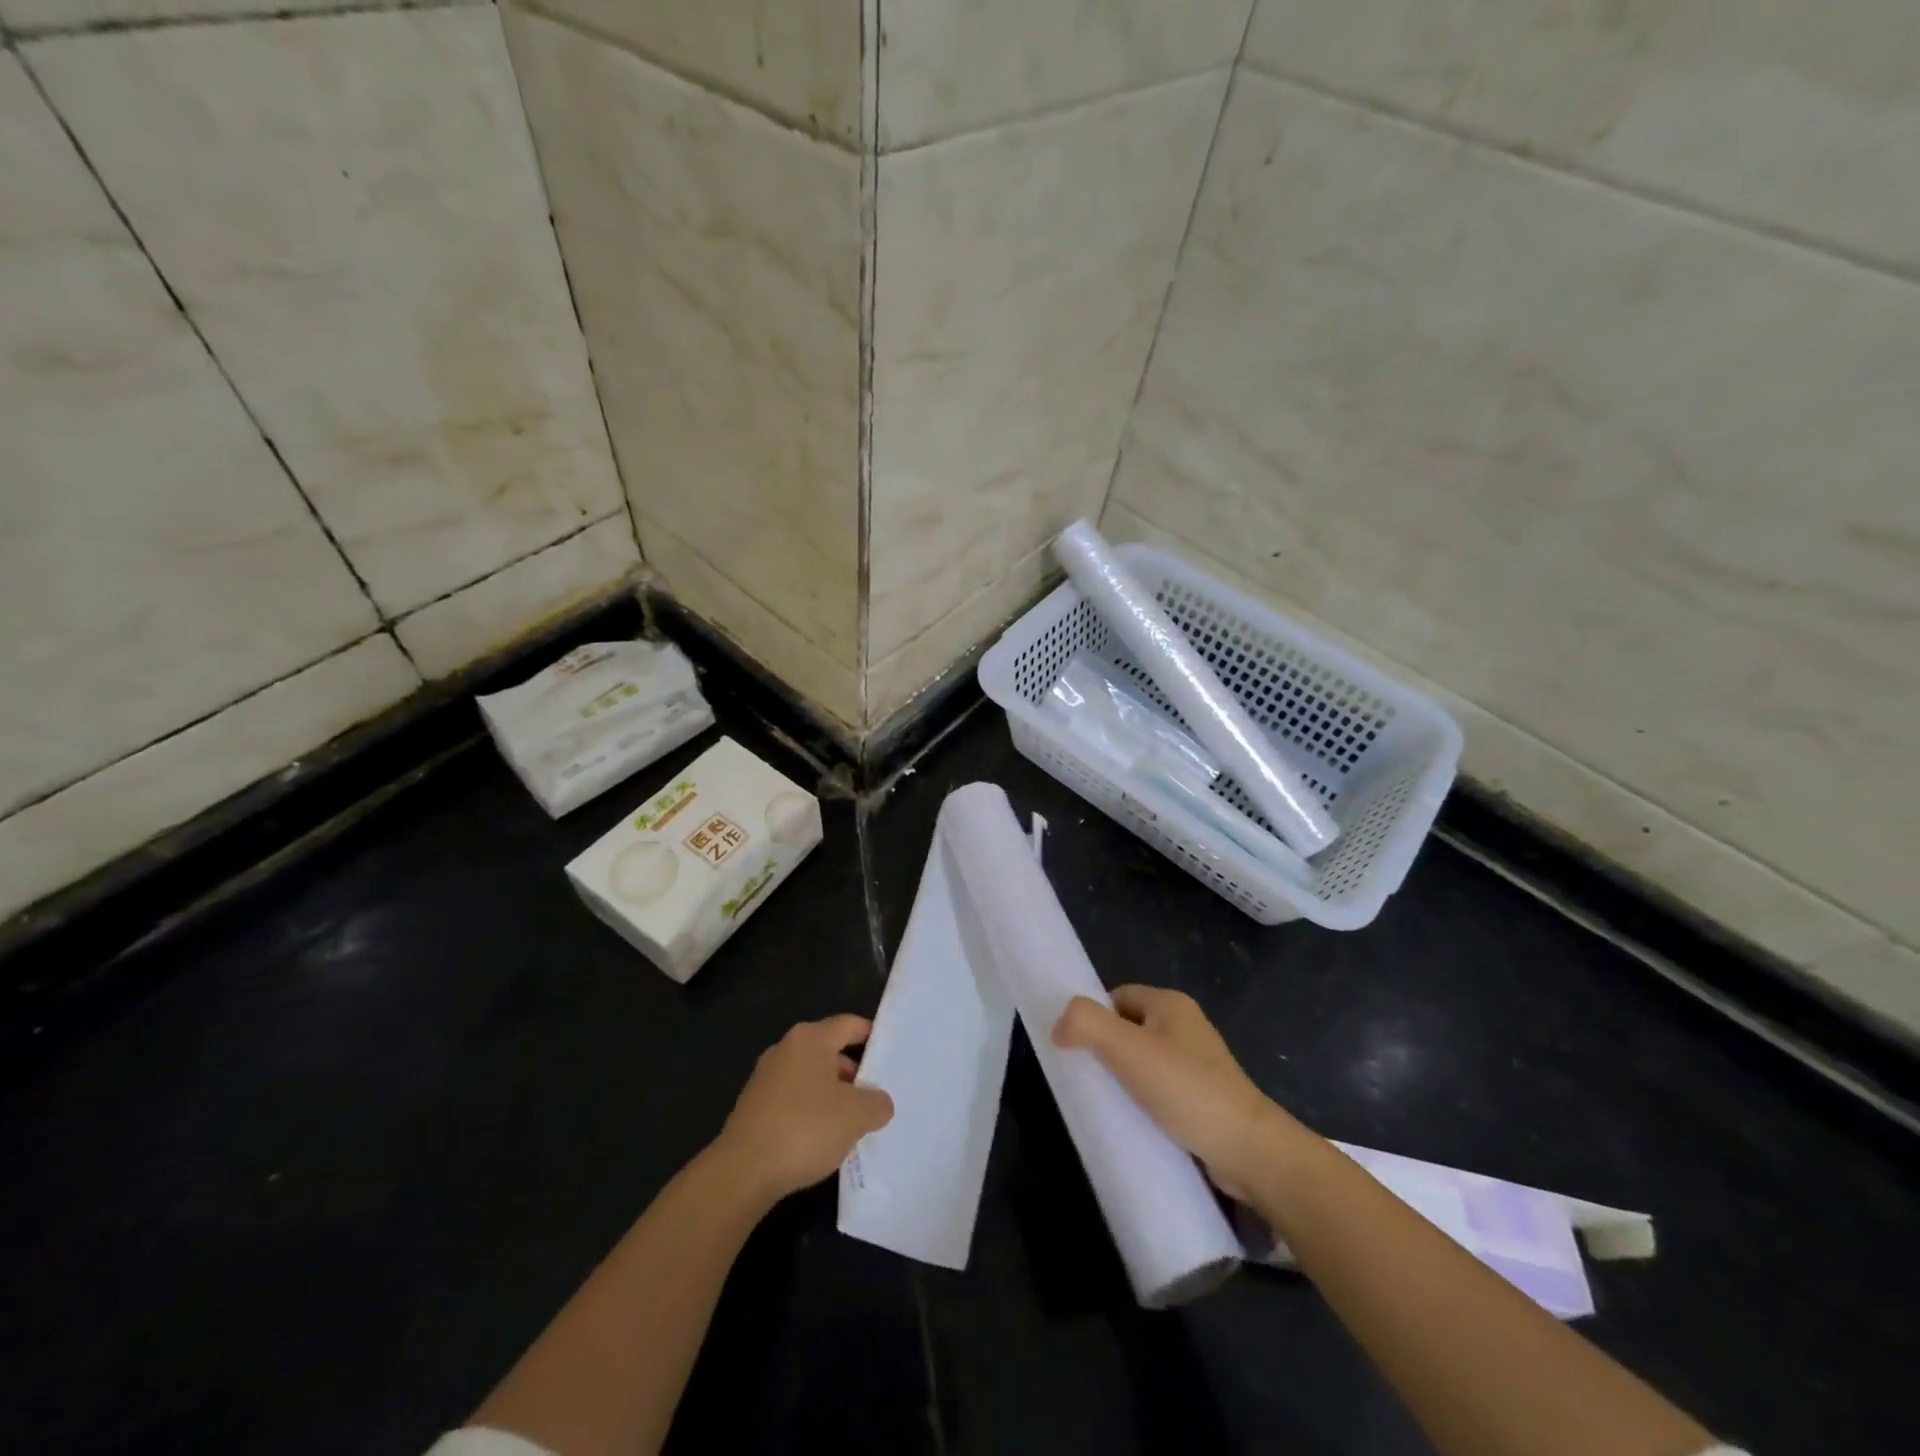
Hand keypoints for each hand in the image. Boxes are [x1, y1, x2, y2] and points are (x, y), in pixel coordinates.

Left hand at [711, 1014, 893, 1208]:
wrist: (742, 1173)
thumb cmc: (805, 1128)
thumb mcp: (857, 1116)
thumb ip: (877, 1103)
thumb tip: (879, 1102)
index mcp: (810, 1038)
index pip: (849, 1025)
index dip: (872, 1037)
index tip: (890, 1056)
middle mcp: (785, 1049)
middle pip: (830, 1052)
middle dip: (854, 1074)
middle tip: (876, 1098)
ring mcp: (765, 1078)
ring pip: (811, 1078)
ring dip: (832, 1096)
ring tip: (852, 1124)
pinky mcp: (753, 1107)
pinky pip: (793, 1100)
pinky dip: (810, 1113)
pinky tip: (821, 1140)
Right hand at [1053, 985, 1292, 1201]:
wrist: (1250, 1151)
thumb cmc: (1186, 1089)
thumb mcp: (1128, 1049)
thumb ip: (1087, 1024)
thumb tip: (1059, 1024)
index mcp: (1170, 1003)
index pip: (1116, 997)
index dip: (1093, 1017)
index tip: (1075, 1048)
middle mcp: (1185, 1026)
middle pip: (1128, 1028)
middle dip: (1105, 1050)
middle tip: (1085, 1078)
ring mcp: (1197, 1064)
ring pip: (1143, 1062)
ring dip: (1123, 1079)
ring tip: (1105, 1104)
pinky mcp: (1202, 1098)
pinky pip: (1159, 1090)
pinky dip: (1142, 1102)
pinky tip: (1131, 1123)